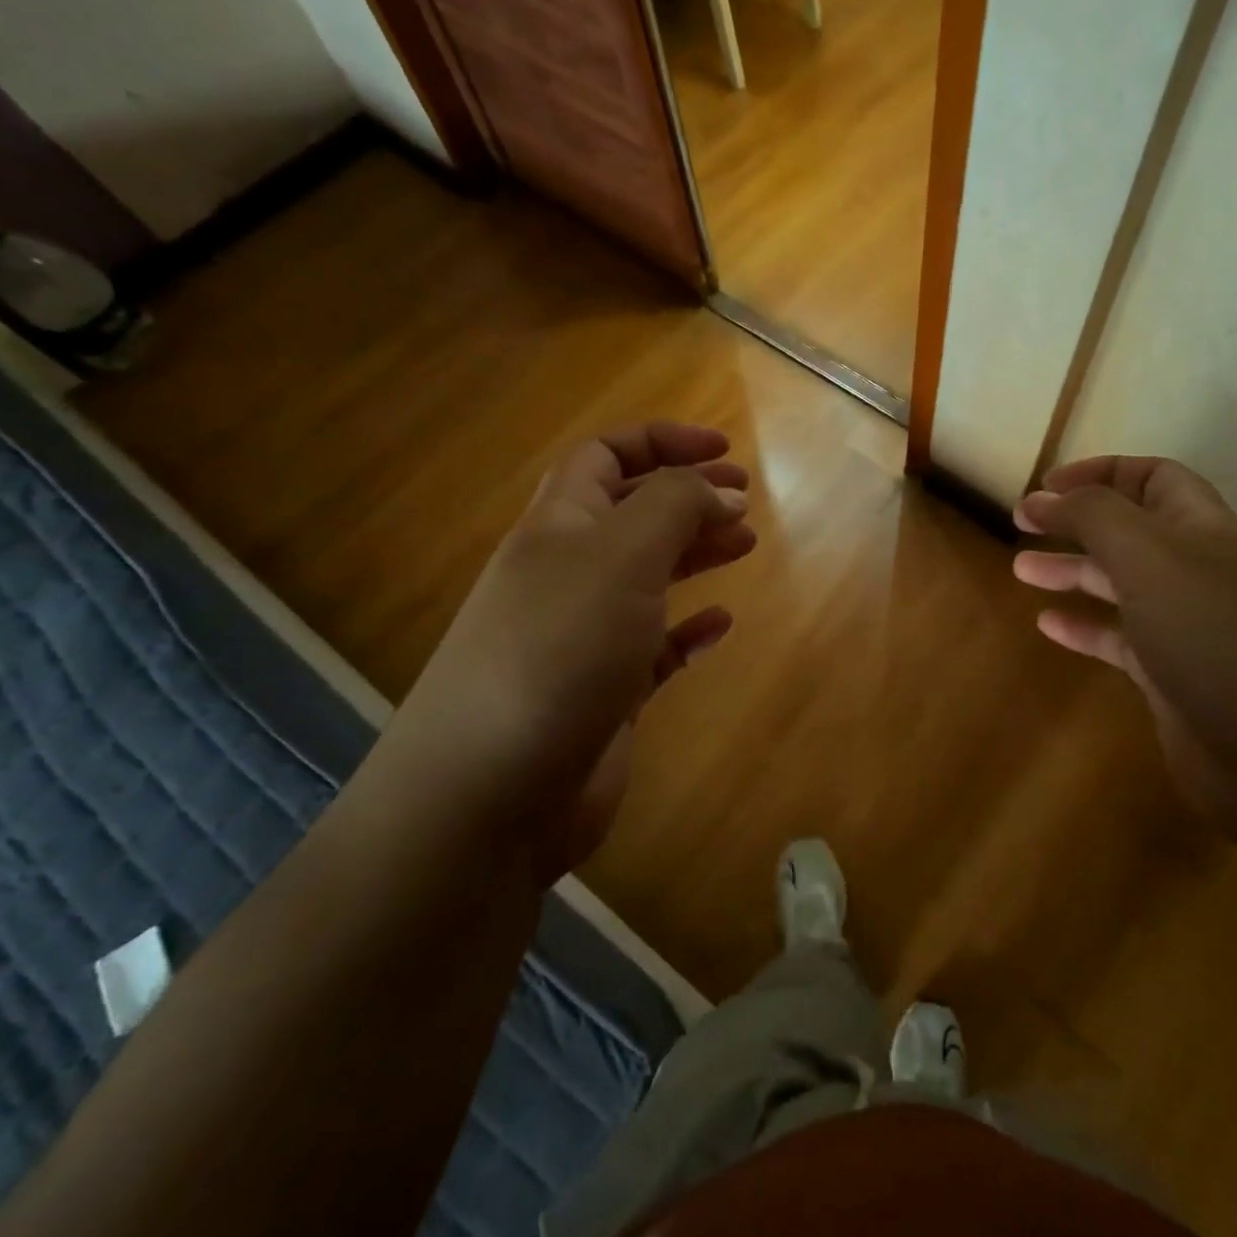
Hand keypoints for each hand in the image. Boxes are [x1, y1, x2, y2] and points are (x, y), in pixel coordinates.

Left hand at [364, 422, 755, 868]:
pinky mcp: (604, 694)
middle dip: (687, 497)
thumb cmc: (559, 652)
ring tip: (743, 546)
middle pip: (631, 514)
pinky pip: (654, 648)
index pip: (605, 456)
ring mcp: (583, 638)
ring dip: (694, 554)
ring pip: (647, 577)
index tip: (725, 453)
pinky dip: (688, 631)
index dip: (662, 442)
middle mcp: (566, 574)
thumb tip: (718, 489)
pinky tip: (720, 627)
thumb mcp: (621, 557)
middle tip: (744, 503)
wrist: (492, 794)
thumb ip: (673, 507)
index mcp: (558, 526)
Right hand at [1013, 455, 1236, 825]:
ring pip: (1121, 586)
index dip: (1100, 472)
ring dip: (1073, 572)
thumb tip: (1040, 496)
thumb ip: (1092, 517)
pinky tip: (1049, 626)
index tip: (1044, 485)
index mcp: (1201, 530)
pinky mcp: (1174, 679)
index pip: (1153, 478)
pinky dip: (1084, 628)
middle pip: (1131, 531)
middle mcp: (1197, 572)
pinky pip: (1120, 641)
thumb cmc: (1216, 637)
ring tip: (1021, 571)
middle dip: (1076, 522)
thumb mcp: (1148, 558)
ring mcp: (1187, 628)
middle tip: (1021, 525)